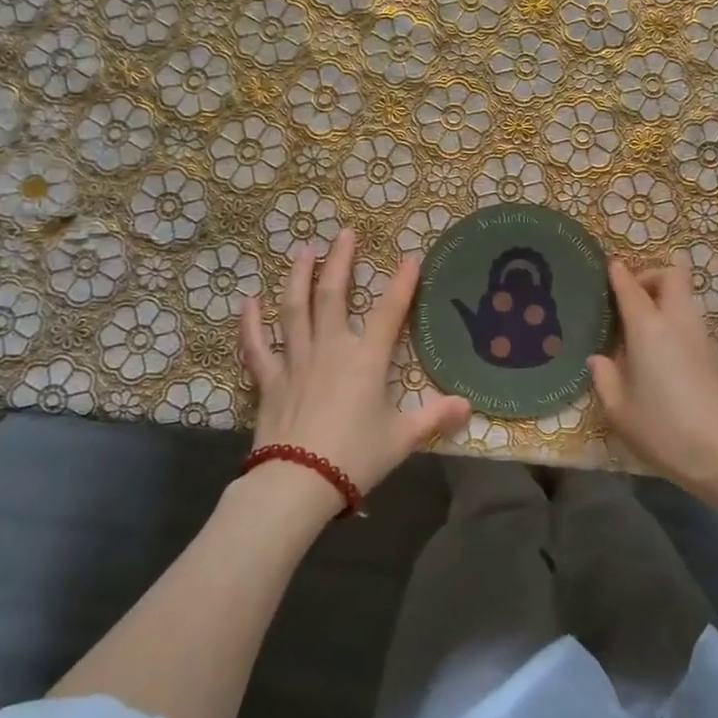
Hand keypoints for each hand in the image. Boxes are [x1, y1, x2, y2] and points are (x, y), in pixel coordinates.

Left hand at [238, 228, 469, 511]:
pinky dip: (251, 323)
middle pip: (333, 296)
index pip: (391, 312)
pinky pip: (257, 346)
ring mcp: (296, 361)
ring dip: (299, 277)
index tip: (411, 258)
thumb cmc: (355, 457)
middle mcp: (331, 350)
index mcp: (366, 360)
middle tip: (344, 234)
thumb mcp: (402, 438)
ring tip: (303, 251)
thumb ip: (435, 417)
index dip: (402, 283)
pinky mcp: (269, 381)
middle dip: (341, 262)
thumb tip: (468, 406)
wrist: (298, 483)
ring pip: (294, 310)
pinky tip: (249, 300)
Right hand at [588, 252, 717, 510]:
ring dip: (665, 299)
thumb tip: (599, 358)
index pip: (632, 288)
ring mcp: (701, 337)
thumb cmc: (665, 430)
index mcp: (648, 329)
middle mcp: (677, 323)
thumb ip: (605, 378)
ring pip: (685, 298)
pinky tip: (659, 351)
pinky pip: (691, 322)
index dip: (619, 274)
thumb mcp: (620, 411)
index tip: (610, 266)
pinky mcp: (715, 356)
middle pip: (672, 276)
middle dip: (651, 275)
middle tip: (632, 296)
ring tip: (641, 325)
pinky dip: (675, 321)